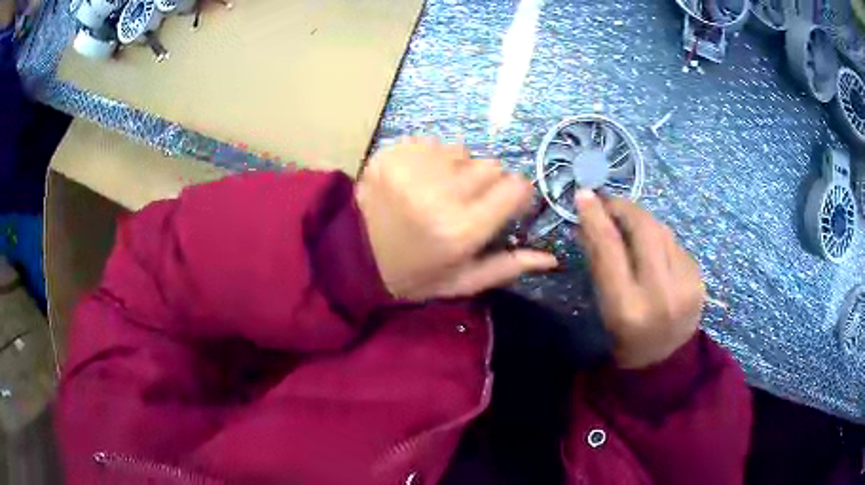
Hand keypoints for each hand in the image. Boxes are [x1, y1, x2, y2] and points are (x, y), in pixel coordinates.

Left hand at [356, 138, 557, 300]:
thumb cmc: (411, 274)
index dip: (516, 194)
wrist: (351, 256)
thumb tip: (551, 257)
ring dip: (458, 168)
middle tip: (466, 201)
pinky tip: (417, 179)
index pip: (515, 188)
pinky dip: (431, 157)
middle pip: (491, 166)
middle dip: (487, 182)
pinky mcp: (392, 154)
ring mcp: (413, 169)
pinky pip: (431, 142)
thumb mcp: (460, 281)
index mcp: (462, 230)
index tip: (505, 204)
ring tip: (437, 189)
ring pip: (461, 150)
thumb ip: (507, 267)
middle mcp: (441, 194)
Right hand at [575, 190, 704, 368]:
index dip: (596, 217)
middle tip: (611, 203)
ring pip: (663, 232)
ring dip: (643, 221)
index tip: (585, 194)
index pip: (610, 249)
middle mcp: (660, 294)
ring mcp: (686, 285)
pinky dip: (660, 239)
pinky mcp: (699, 279)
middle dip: (626, 208)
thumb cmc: (625, 338)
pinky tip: (653, 248)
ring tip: (630, 222)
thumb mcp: (604, 307)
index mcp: (627, 308)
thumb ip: (599, 264)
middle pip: (644, 230)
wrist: (665, 360)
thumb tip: (590, 221)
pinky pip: (676, 244)